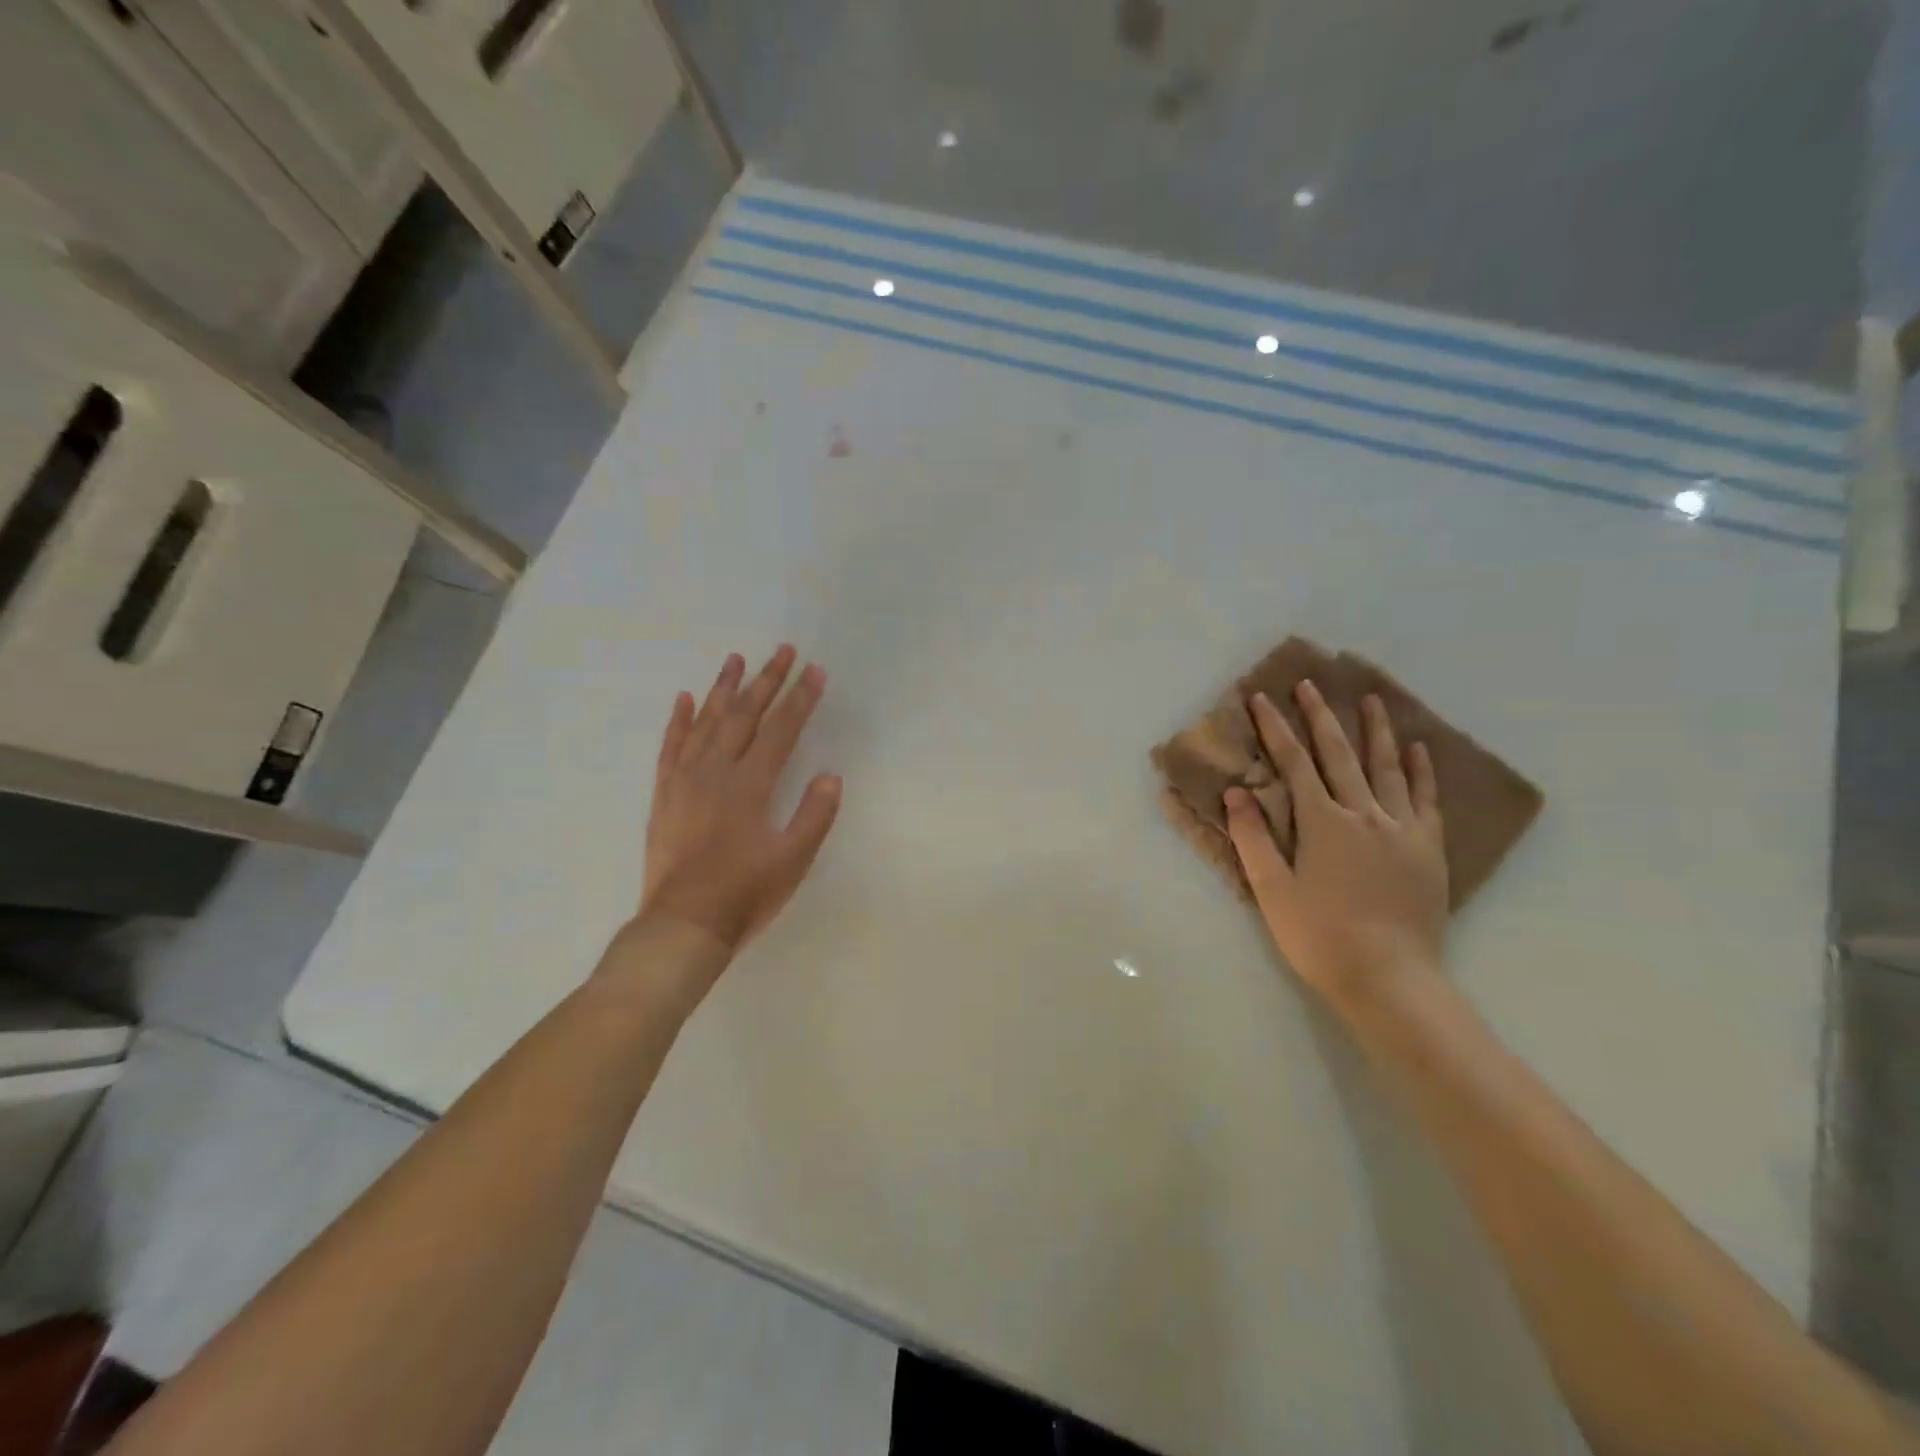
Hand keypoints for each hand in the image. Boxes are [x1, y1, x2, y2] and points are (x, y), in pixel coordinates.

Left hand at [636, 646, 841, 952]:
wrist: (682, 926)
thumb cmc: (744, 894)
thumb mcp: (792, 860)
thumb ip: (814, 815)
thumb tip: (831, 776)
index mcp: (750, 786)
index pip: (780, 730)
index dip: (800, 699)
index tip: (815, 671)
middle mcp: (716, 772)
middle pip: (744, 715)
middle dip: (767, 681)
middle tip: (783, 650)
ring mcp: (684, 781)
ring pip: (706, 723)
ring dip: (723, 689)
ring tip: (736, 658)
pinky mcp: (664, 795)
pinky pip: (670, 747)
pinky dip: (678, 721)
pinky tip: (685, 699)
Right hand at [1224, 681, 1447, 1014]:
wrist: (1389, 979)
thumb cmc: (1320, 936)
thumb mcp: (1272, 890)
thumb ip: (1254, 838)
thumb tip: (1237, 792)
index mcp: (1323, 823)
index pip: (1294, 763)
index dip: (1275, 728)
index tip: (1262, 698)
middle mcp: (1364, 814)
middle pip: (1339, 754)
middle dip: (1320, 717)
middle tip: (1309, 684)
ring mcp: (1402, 829)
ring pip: (1387, 767)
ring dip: (1375, 730)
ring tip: (1370, 699)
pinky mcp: (1428, 849)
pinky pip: (1425, 798)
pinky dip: (1421, 770)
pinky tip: (1418, 749)